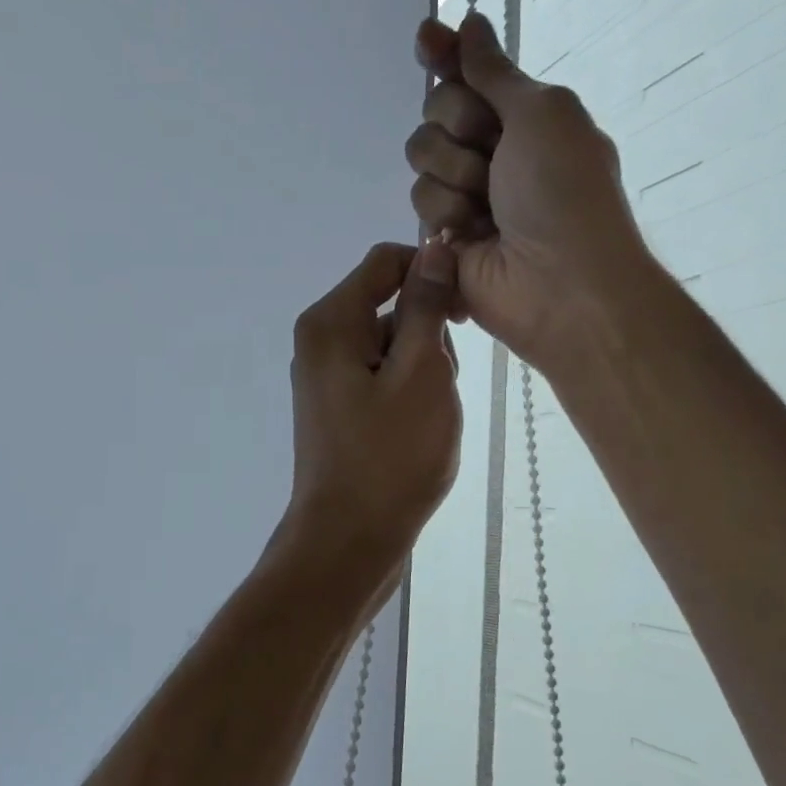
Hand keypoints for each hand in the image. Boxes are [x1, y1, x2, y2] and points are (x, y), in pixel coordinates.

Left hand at [282, 241, 462, 561]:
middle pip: (389, 305)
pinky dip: (409, 395)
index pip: (386, 262)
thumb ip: (426, 305)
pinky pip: (383, 379)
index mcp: (330, 323)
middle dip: (428, 334)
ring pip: (393, 346)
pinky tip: (418, 431)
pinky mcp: (340, 410)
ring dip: (424, 369)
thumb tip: (433, 245)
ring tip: (428, 416)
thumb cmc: (390, 456)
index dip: (432, 272)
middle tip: (439, 384)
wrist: (349, 540)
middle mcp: (320, 343)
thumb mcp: (420, 371)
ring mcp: (327, 379)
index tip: (465, 311)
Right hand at [404, 12, 651, 369]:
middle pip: (435, 112)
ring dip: (455, 177)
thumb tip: (469, 23)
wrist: (560, 282)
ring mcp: (464, 195)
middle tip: (493, 156)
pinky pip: (419, 205)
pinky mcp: (441, 236)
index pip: (468, 74)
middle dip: (459, 127)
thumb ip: (495, 71)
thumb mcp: (543, 113)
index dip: (444, 55)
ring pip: (421, 160)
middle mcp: (490, 151)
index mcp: (522, 116)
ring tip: (488, 210)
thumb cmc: (564, 191)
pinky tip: (470, 238)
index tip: (425, 38)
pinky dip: (446, 216)